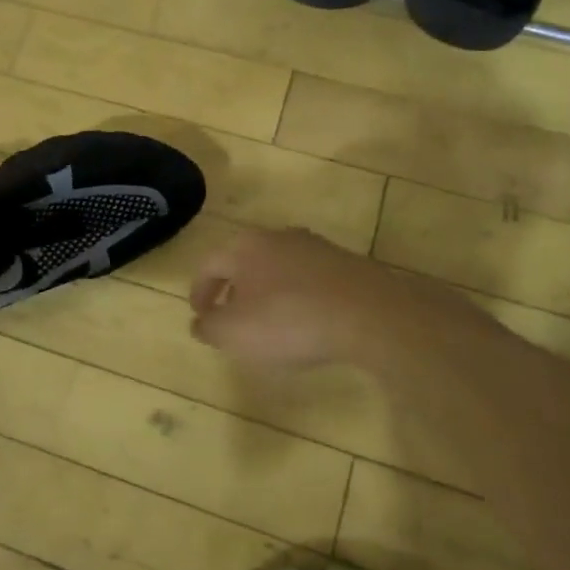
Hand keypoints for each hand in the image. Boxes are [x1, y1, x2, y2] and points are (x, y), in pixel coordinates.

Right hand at [189, 226, 402, 369]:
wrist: (370, 315)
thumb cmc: (289, 320)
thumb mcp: (235, 333)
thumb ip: (209, 327)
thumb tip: (200, 322)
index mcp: (244, 246)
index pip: (209, 265)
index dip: (199, 292)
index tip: (200, 316)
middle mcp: (278, 237)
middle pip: (244, 262)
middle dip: (233, 291)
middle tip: (231, 319)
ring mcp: (316, 248)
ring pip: (278, 269)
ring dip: (267, 294)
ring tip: (269, 324)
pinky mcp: (346, 264)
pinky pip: (309, 280)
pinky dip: (297, 298)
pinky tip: (305, 323)